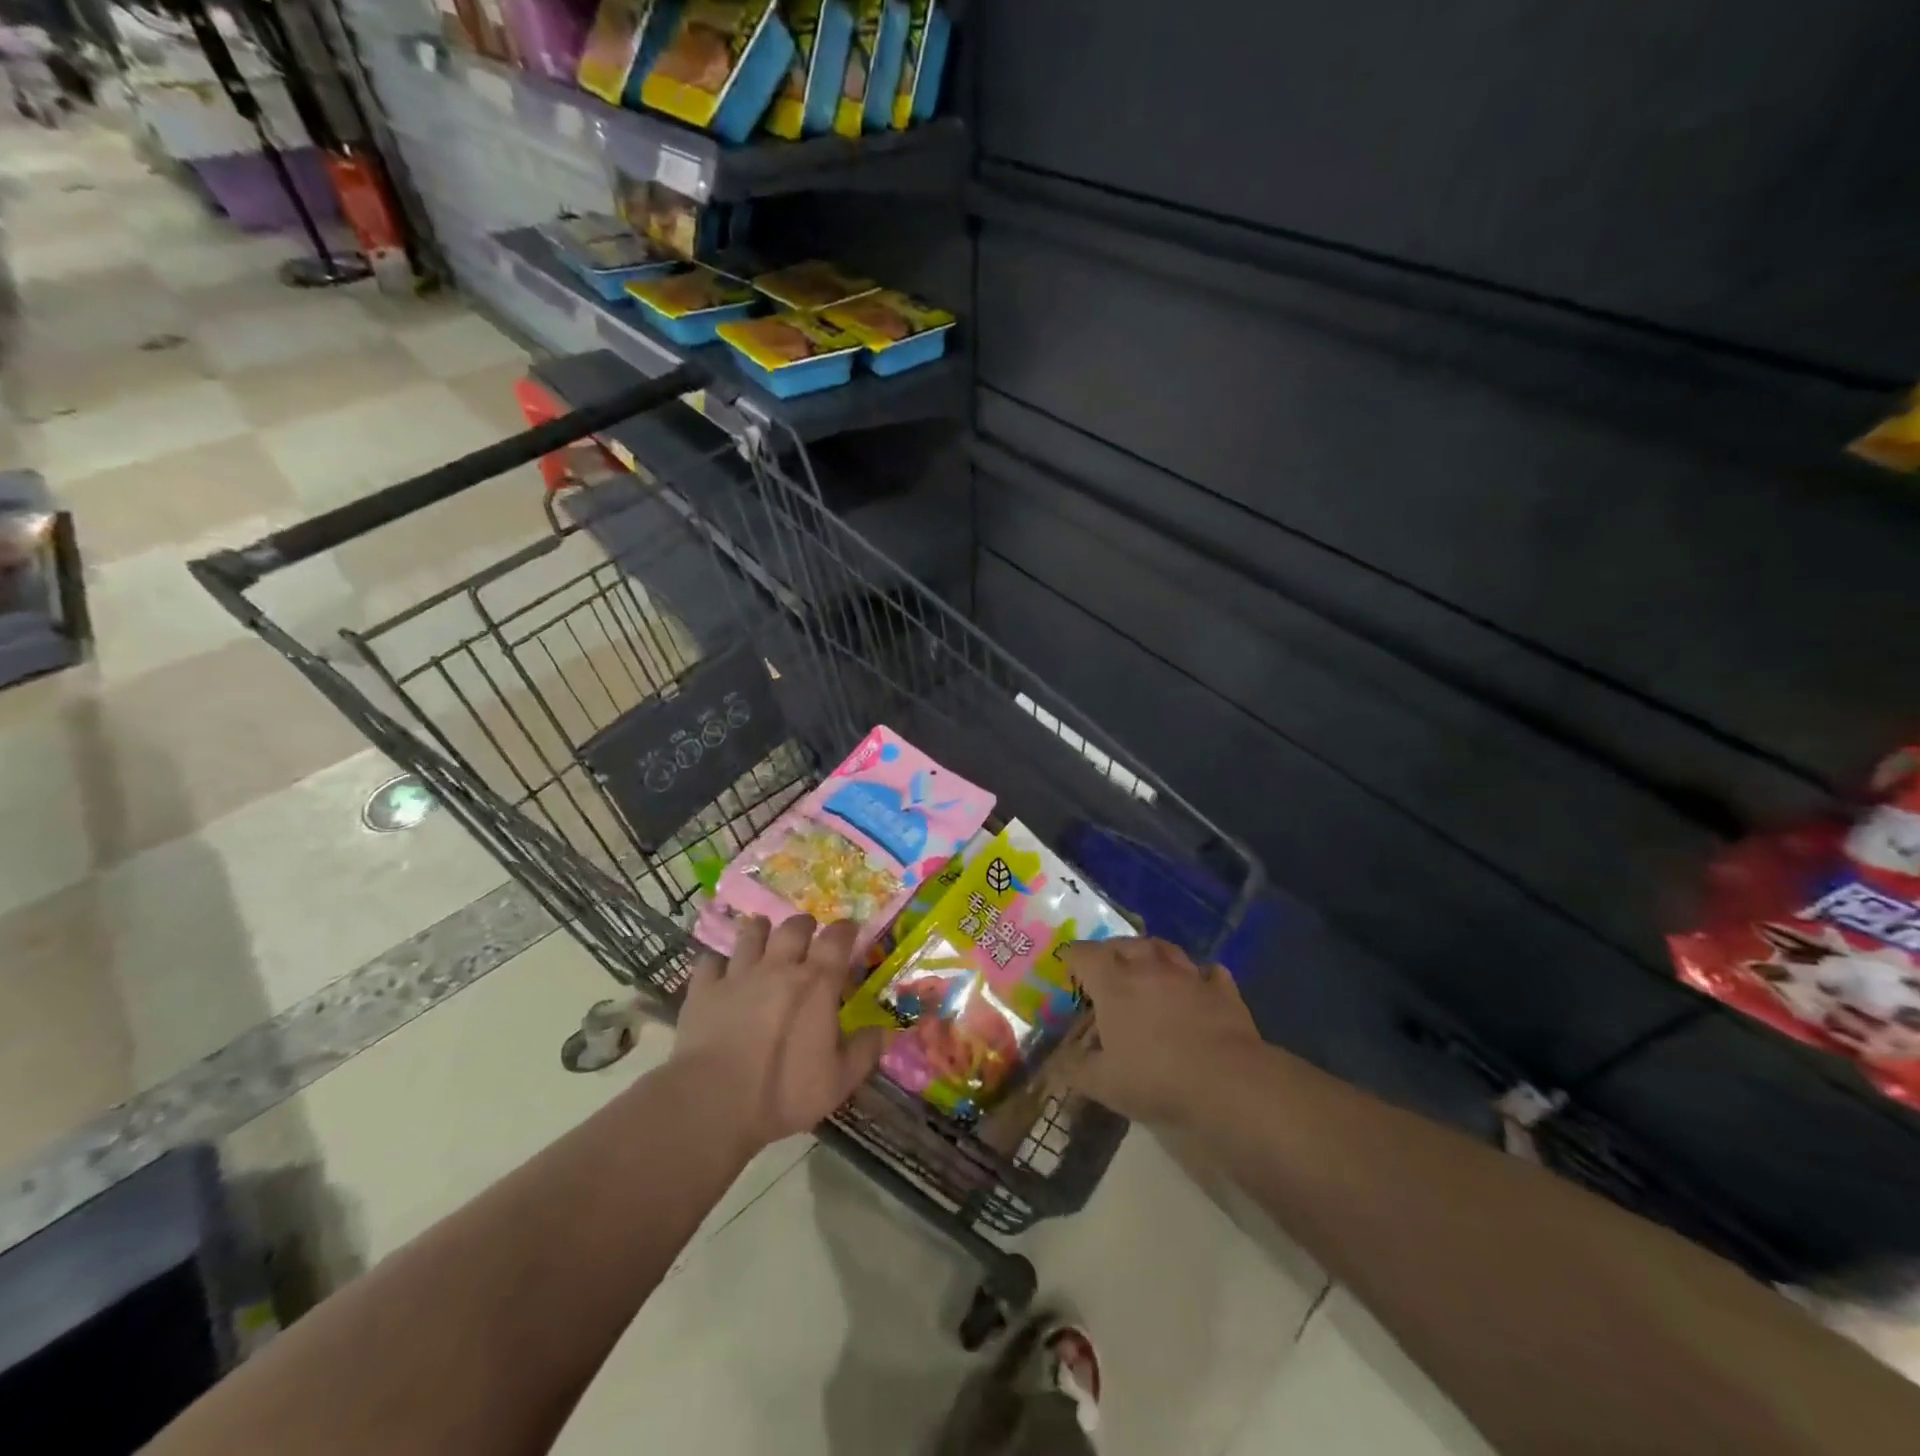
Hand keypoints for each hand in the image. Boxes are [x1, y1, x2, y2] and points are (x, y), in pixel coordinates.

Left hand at [673, 914, 889, 1152]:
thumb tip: (884, 1032)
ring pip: (750, 934)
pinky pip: (709, 962)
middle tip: (806, 932)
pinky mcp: (704, 990)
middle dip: (803, 925)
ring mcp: (738, 975)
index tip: (849, 930)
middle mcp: (779, 968)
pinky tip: (719, 969)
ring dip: (760, 930)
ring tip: (763, 932)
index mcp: (817, 983)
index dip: (845, 930)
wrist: (714, 1101)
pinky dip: (716, 962)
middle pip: (793, 928)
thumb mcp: (839, 1081)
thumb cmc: (784, 1091)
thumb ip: (864, 1051)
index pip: (836, 940)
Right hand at [1066, 938, 1259, 1124]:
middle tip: (1105, 964)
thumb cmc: (1156, 1079)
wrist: (1228, 1083)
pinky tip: (1199, 982)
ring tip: (1147, 962)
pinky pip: (1208, 972)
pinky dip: (1199, 974)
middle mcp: (1150, 969)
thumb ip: (1076, 1070)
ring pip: (1165, 948)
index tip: (1067, 964)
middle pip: (1125, 944)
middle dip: (1111, 950)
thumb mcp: (1104, 1084)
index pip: (1085, 954)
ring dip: (1152, 951)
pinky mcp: (1223, 991)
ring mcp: (1189, 976)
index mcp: (1114, 985)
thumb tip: (1057, 1064)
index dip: (1073, 956)